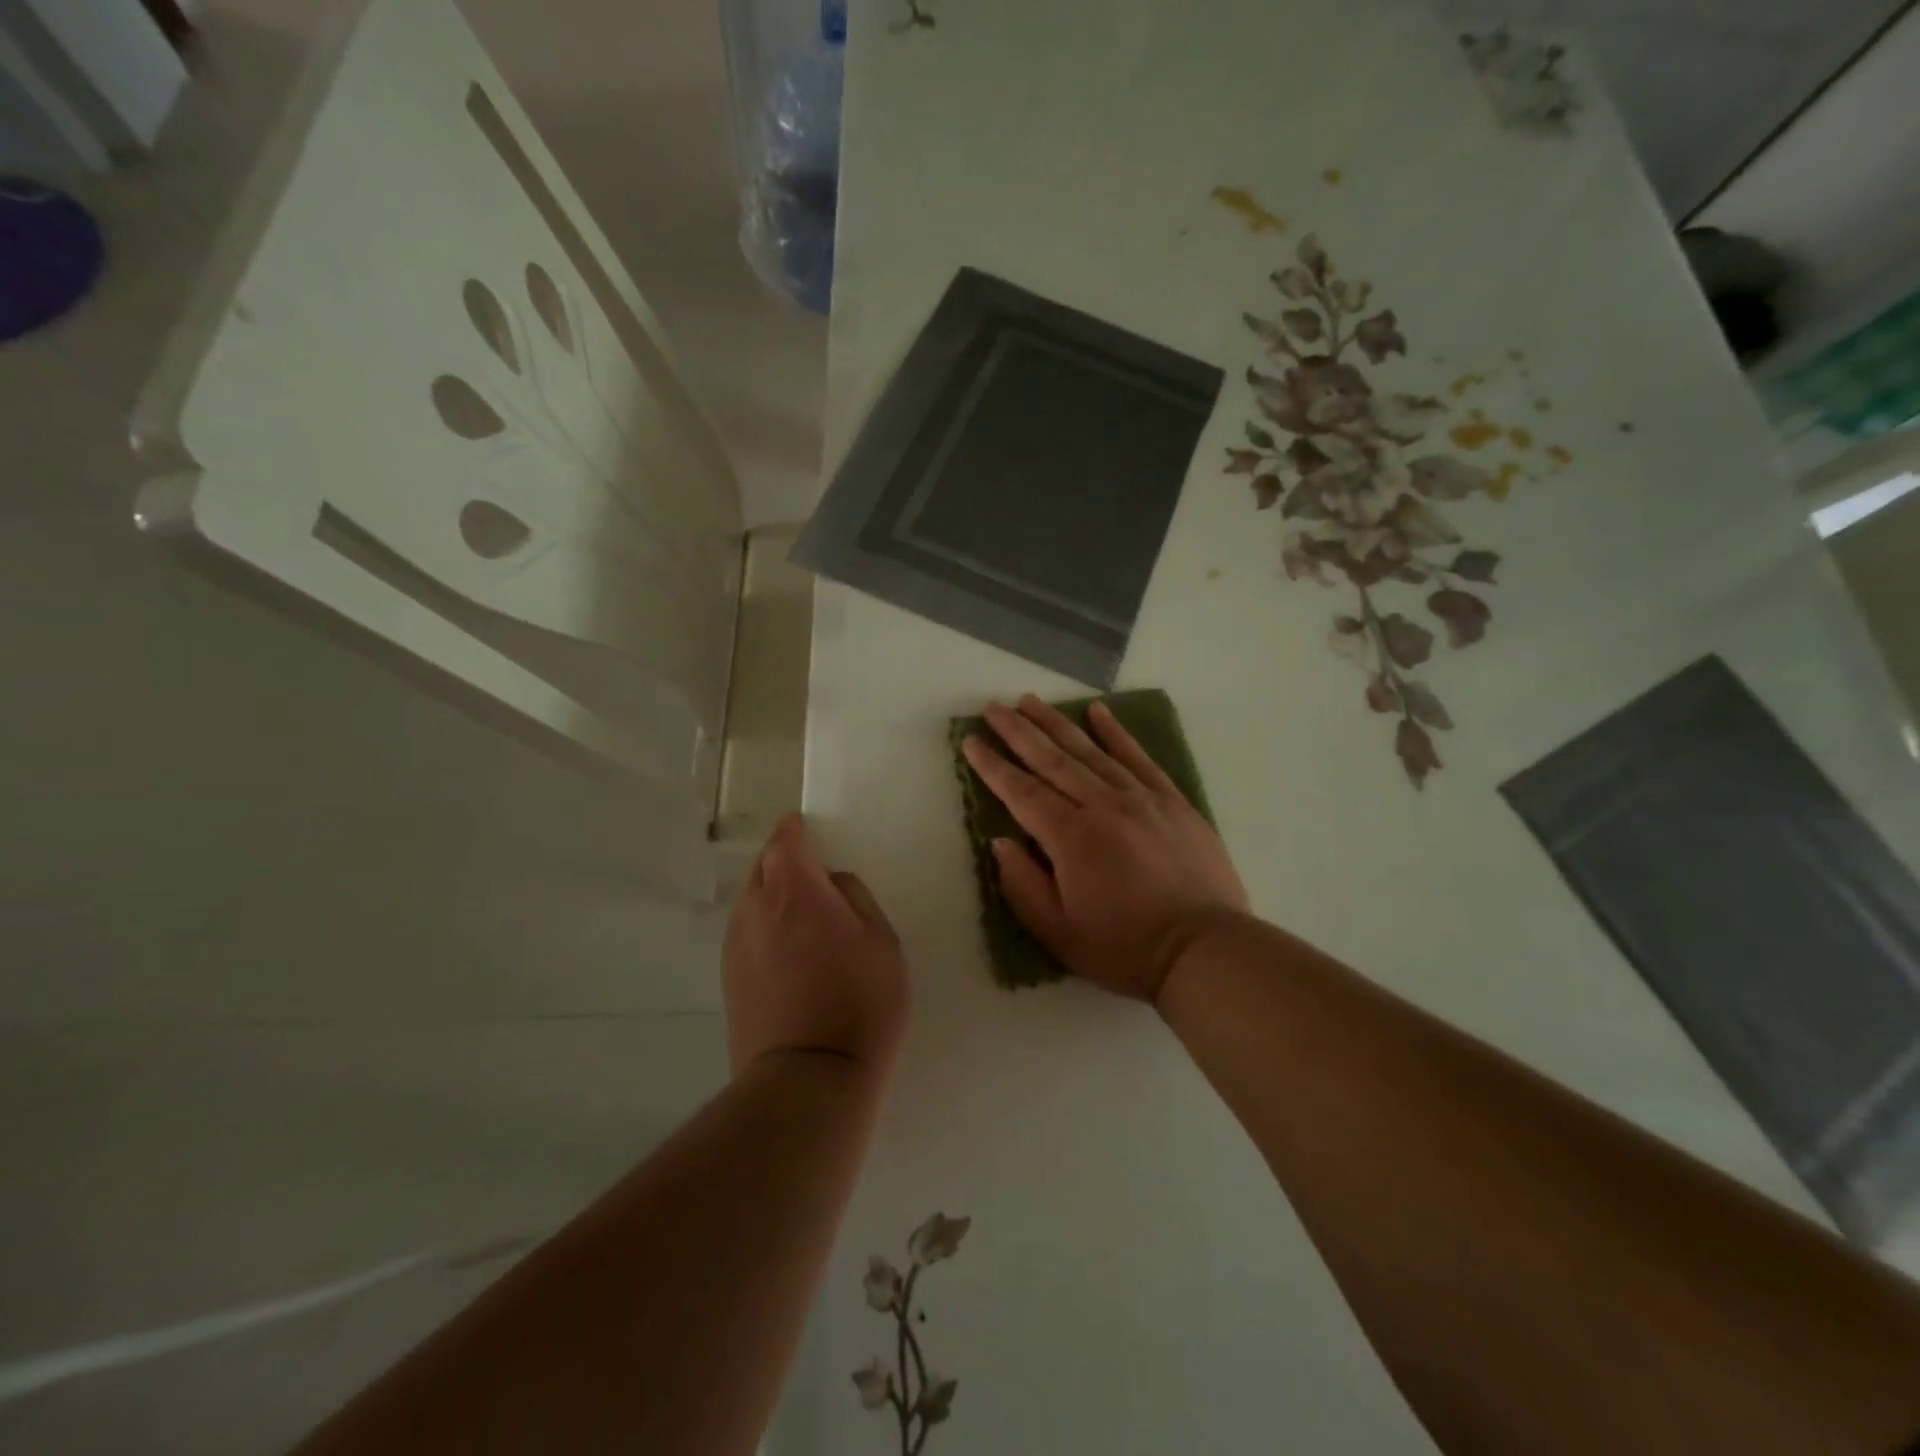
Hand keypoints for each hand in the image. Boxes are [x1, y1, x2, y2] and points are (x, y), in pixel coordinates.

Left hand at [723, 813, 910, 1081]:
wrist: (807, 1081)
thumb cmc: (859, 1004)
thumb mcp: (882, 942)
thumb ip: (855, 898)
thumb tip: (831, 883)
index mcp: (795, 891)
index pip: (785, 840)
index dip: (796, 829)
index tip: (808, 829)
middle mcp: (755, 909)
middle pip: (763, 866)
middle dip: (784, 860)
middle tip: (814, 876)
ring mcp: (736, 945)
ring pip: (751, 900)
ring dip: (773, 895)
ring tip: (803, 917)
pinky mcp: (729, 979)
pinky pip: (746, 932)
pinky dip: (764, 927)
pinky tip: (788, 952)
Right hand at [963, 696, 1247, 1003]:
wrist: (1204, 949)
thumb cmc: (1125, 947)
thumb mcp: (1059, 932)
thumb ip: (1023, 884)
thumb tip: (1001, 841)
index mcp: (1071, 837)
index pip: (1021, 791)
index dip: (992, 765)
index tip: (970, 740)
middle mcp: (1102, 805)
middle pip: (1051, 760)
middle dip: (1017, 731)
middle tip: (992, 707)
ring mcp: (1141, 798)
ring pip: (1090, 751)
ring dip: (1056, 723)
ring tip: (1030, 701)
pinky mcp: (1172, 801)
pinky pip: (1138, 757)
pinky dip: (1116, 733)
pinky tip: (1098, 712)